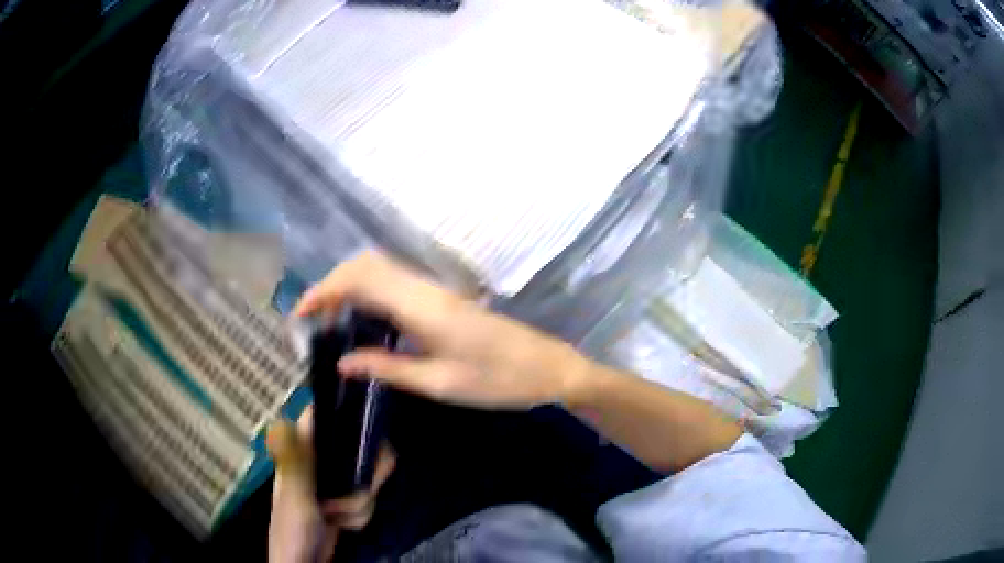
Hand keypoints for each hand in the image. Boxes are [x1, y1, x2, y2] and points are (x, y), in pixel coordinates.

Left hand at [267, 405, 394, 562]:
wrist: (304, 561)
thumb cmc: (292, 526)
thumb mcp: (294, 495)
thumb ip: (296, 462)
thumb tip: (284, 421)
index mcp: (304, 448)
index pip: (326, 414)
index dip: (347, 412)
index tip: (366, 433)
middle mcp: (323, 457)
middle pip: (362, 443)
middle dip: (366, 478)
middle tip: (356, 492)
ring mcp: (337, 479)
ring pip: (371, 474)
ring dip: (361, 503)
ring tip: (337, 516)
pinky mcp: (348, 498)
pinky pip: (371, 495)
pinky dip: (363, 513)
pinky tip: (346, 525)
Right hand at [293, 251, 590, 409]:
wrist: (549, 369)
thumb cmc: (499, 382)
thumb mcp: (439, 384)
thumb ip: (387, 369)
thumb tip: (341, 361)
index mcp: (423, 307)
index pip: (361, 279)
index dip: (325, 290)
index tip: (300, 314)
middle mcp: (427, 290)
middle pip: (368, 265)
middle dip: (333, 283)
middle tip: (313, 319)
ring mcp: (438, 292)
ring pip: (383, 271)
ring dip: (351, 287)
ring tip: (330, 322)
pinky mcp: (445, 301)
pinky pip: (398, 285)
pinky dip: (371, 294)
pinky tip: (365, 322)